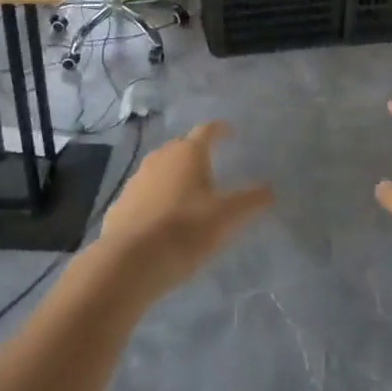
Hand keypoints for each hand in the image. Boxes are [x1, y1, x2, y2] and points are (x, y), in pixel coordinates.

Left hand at [95, 123, 272, 299]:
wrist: (129, 261)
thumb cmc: (184, 230)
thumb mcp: (226, 218)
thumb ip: (250, 201)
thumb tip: (270, 189)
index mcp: (188, 153)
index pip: (207, 130)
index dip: (220, 130)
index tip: (230, 133)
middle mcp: (160, 157)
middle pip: (181, 147)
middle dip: (196, 154)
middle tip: (212, 167)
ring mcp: (137, 179)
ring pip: (161, 169)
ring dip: (175, 176)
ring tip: (188, 194)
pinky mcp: (121, 203)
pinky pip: (145, 193)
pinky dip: (157, 198)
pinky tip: (163, 218)